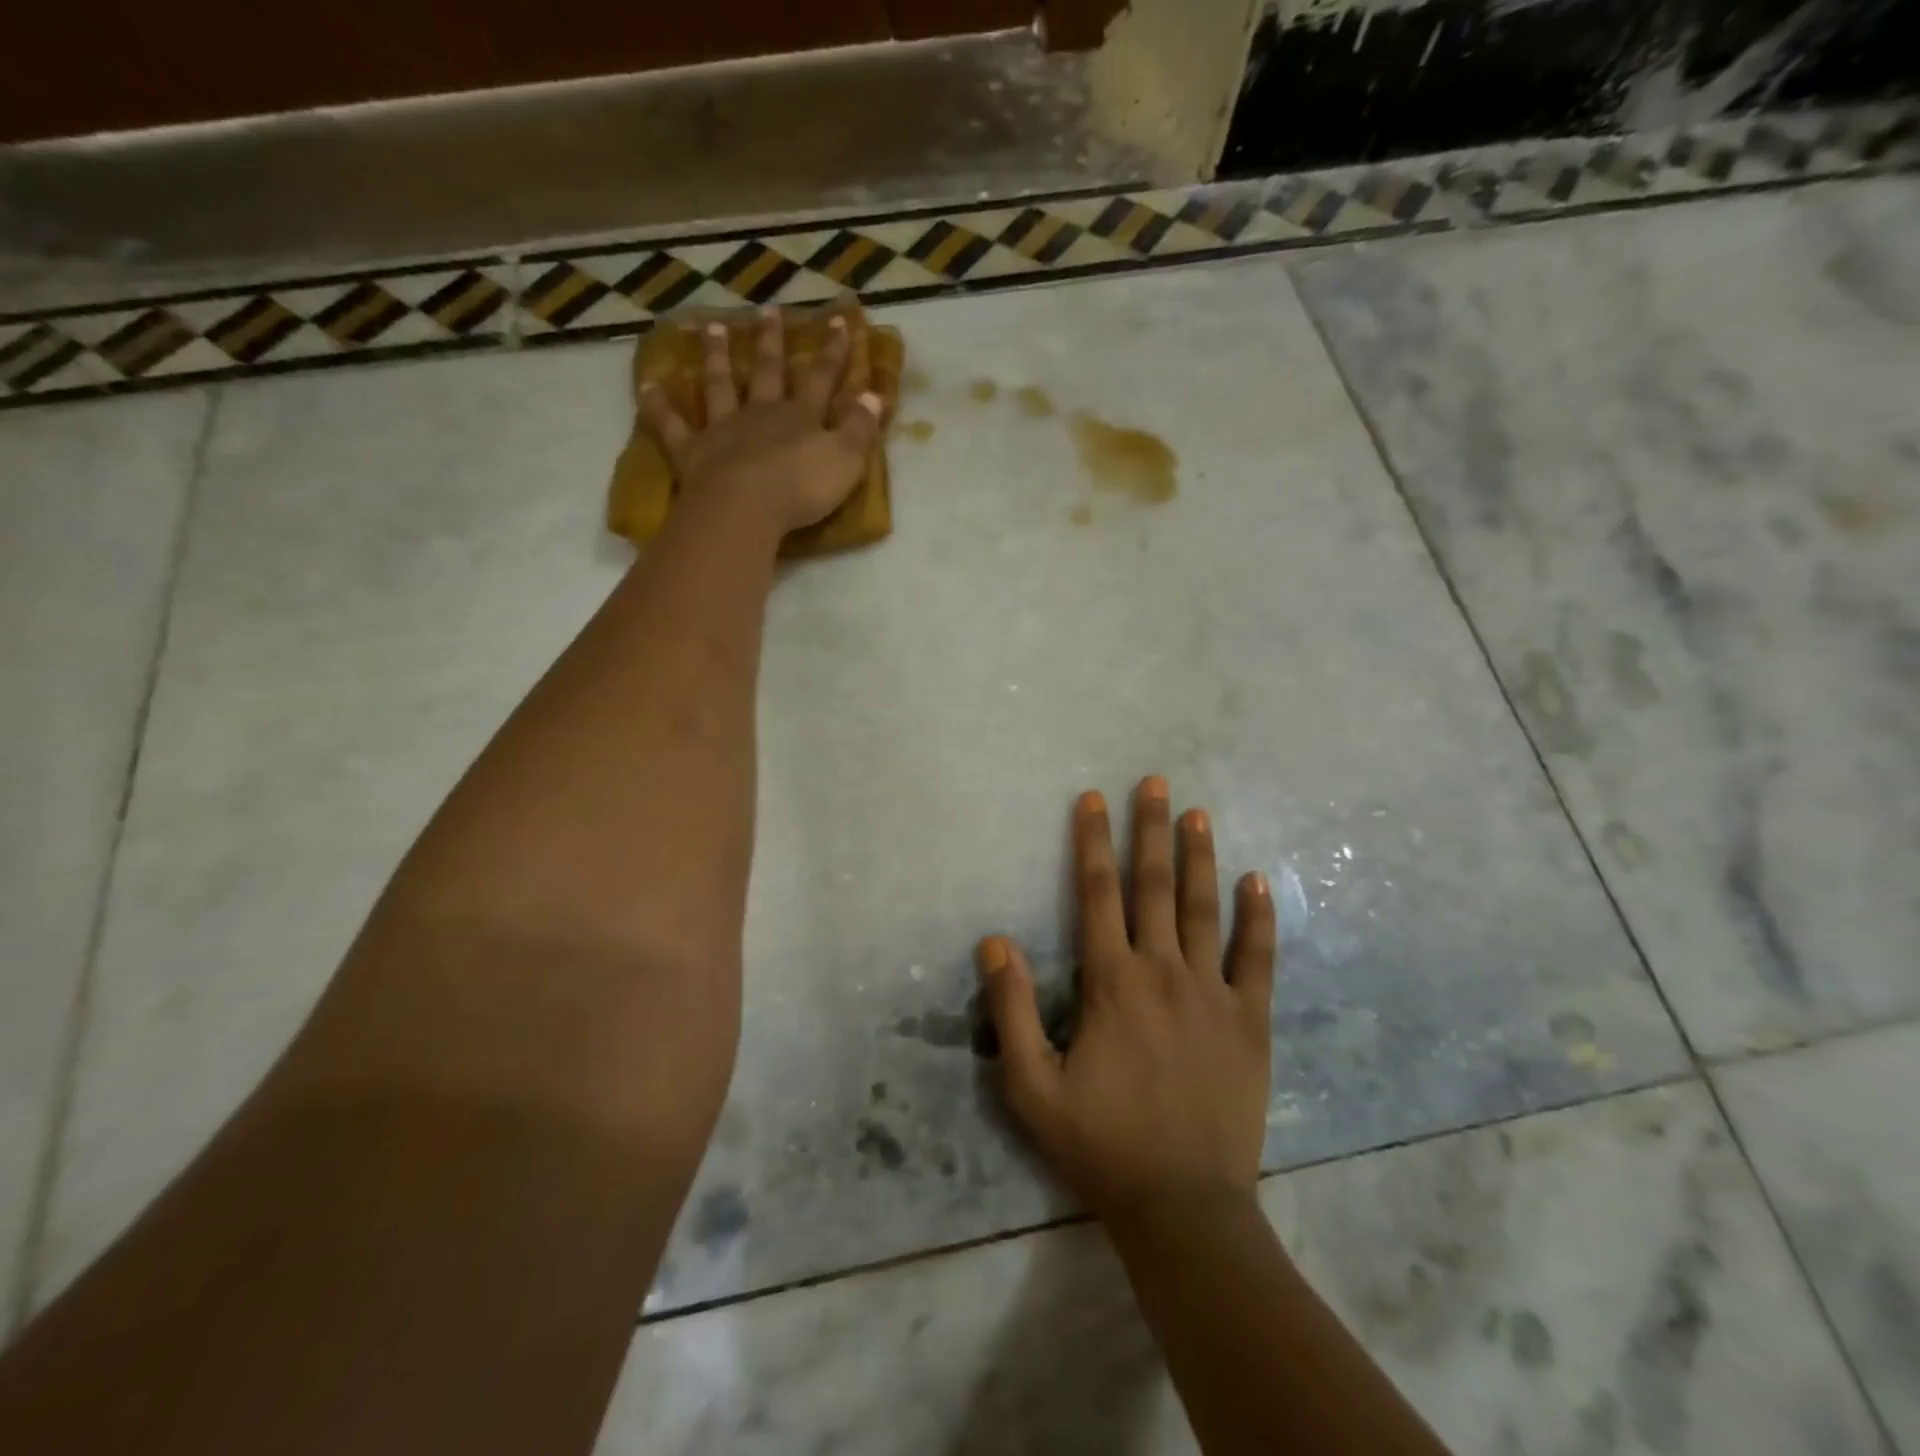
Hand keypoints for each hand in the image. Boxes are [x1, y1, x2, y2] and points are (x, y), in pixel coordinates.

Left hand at [639, 306, 882, 535]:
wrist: (746, 508)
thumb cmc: (802, 487)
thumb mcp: (846, 460)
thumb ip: (860, 429)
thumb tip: (874, 395)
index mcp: (800, 417)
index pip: (821, 379)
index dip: (832, 352)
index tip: (838, 321)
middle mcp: (761, 414)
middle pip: (767, 372)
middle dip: (771, 342)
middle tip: (768, 310)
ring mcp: (723, 430)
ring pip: (720, 386)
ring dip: (716, 356)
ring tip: (710, 327)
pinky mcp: (693, 452)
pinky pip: (671, 426)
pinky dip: (658, 407)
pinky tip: (646, 386)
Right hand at [979, 776, 1276, 1220]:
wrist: (1184, 1206)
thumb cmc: (1100, 1143)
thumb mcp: (1032, 1086)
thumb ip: (1012, 1009)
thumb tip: (995, 940)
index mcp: (1111, 982)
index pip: (1098, 894)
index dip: (1092, 842)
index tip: (1093, 798)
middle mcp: (1163, 972)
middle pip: (1153, 885)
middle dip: (1150, 829)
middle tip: (1155, 782)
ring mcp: (1213, 993)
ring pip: (1204, 908)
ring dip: (1199, 857)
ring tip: (1199, 812)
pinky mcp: (1250, 1021)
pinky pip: (1257, 957)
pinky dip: (1258, 917)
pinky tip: (1257, 880)